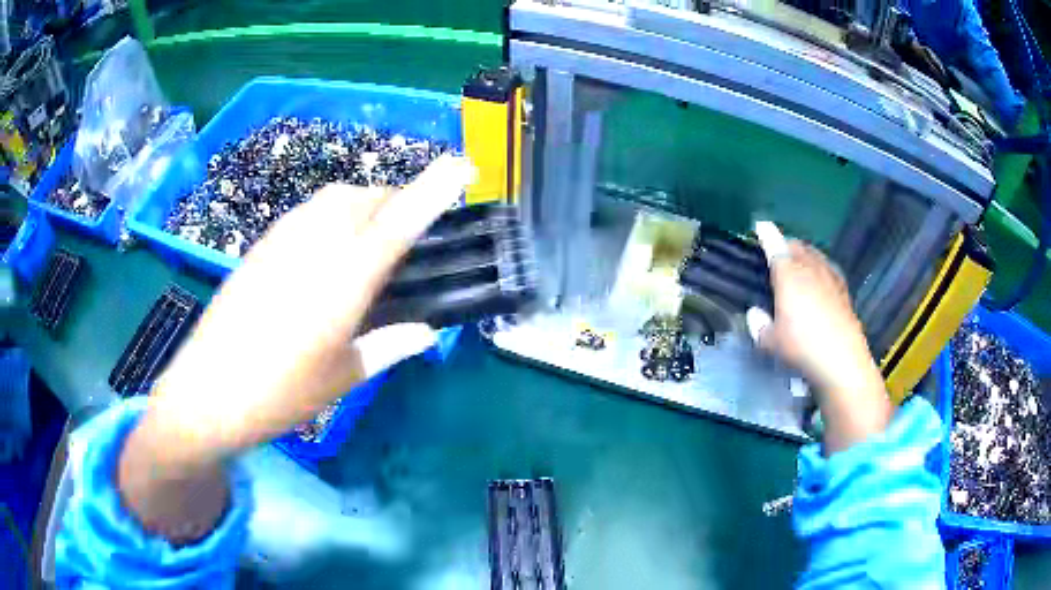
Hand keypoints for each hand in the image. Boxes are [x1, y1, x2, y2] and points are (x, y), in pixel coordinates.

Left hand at [118, 156, 473, 540]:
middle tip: (410, 229)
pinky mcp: (260, 246)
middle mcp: (314, 246)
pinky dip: (331, 214)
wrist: (206, 391)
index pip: (398, 222)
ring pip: (334, 198)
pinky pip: (307, 212)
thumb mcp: (342, 379)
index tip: (462, 165)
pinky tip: (327, 247)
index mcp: (343, 281)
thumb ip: (388, 348)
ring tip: (371, 235)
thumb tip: (427, 333)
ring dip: (363, 203)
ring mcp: (282, 241)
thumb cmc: (279, 393)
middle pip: (366, 198)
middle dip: (397, 200)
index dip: (433, 189)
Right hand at [748, 222, 890, 453]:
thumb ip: (760, 326)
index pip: (775, 247)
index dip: (767, 235)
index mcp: (788, 276)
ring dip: (804, 252)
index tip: (760, 225)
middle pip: (797, 247)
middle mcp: (809, 270)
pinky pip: (829, 268)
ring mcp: (829, 278)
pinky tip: (822, 273)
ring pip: (815, 255)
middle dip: (786, 243)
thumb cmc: (802, 349)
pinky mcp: (843, 291)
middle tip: (777, 248)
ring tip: (798, 256)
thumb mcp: (771, 343)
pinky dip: (821, 264)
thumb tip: (754, 314)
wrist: (842, 361)